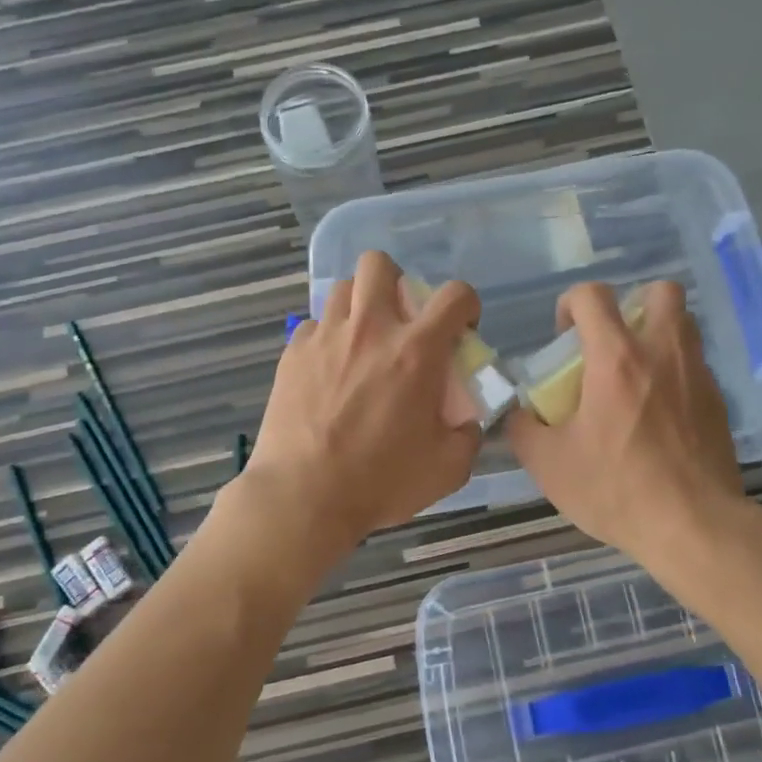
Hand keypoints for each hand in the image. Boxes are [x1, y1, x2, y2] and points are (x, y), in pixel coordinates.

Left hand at [243, 251, 483, 551]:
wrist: (303, 496)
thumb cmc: (380, 482)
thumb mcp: (448, 469)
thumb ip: (468, 435)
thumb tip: (467, 421)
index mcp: (416, 352)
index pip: (454, 295)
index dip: (467, 305)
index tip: (462, 329)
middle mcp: (370, 330)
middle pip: (379, 264)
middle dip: (396, 282)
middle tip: (401, 321)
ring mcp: (325, 337)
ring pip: (342, 289)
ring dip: (360, 306)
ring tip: (363, 341)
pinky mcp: (292, 353)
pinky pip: (313, 325)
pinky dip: (327, 338)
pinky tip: (329, 369)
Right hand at [507, 281, 743, 564]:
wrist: (694, 526)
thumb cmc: (616, 488)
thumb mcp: (548, 464)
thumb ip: (523, 428)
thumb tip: (519, 412)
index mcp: (617, 358)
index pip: (593, 295)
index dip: (571, 303)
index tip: (564, 336)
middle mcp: (663, 352)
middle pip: (659, 292)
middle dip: (632, 304)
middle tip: (613, 343)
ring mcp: (698, 375)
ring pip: (684, 325)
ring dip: (657, 334)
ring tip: (636, 376)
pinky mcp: (719, 402)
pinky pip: (695, 366)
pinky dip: (675, 373)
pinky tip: (660, 414)